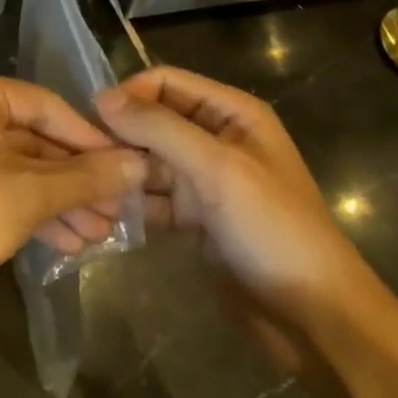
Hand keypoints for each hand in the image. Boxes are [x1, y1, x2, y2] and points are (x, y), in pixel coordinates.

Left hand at [0, 71, 145, 329]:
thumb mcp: (26, 197)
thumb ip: (85, 178)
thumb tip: (140, 164)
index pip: (45, 105)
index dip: (90, 138)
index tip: (130, 167)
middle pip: (34, 138)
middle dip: (78, 179)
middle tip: (120, 209)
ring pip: (21, 169)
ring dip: (61, 201)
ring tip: (103, 234)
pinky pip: (2, 190)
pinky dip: (34, 213)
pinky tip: (71, 243)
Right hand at [95, 67, 361, 315]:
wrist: (313, 315)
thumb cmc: (272, 228)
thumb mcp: (218, 169)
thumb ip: (160, 129)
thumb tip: (102, 97)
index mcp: (232, 113)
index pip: (167, 82)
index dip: (129, 94)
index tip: (91, 121)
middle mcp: (215, 138)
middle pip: (153, 121)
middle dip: (120, 137)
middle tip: (84, 162)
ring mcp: (204, 180)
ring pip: (148, 162)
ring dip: (121, 173)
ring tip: (90, 193)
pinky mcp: (194, 217)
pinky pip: (153, 198)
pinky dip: (132, 205)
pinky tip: (104, 216)